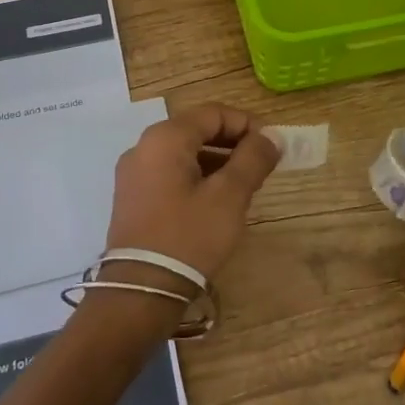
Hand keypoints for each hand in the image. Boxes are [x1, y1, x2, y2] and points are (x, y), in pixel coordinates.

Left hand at [105, 104, 279, 281]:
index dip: (247, 124)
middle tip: (261, 167)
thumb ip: (253, 159)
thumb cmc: (189, 236)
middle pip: (197, 130)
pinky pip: (171, 174)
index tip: (272, 147)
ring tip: (244, 187)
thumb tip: (272, 136)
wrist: (140, 291)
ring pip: (184, 153)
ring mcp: (134, 174)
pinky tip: (216, 202)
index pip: (214, 113)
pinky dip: (197, 178)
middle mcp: (143, 147)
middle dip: (233, 144)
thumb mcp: (229, 196)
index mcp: (165, 138)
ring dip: (217, 162)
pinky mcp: (132, 198)